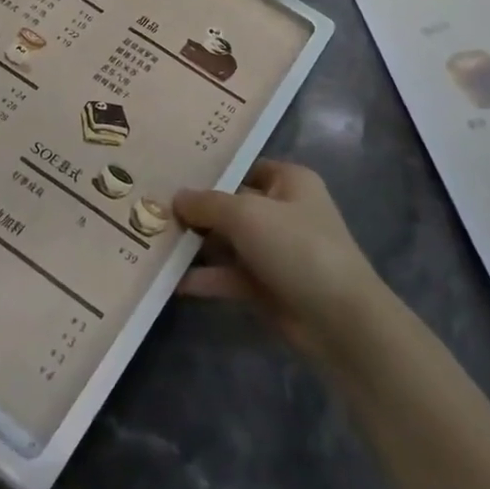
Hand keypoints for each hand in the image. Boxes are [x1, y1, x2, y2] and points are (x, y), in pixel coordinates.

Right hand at [173, 160, 391, 364]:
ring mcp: (276, 251)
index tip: (172, 172)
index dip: (211, 171)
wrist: (339, 320)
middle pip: (231, 206)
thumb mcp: (247, 215)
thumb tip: (177, 197)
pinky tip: (171, 281)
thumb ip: (208, 204)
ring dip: (196, 245)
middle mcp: (283, 212)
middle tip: (150, 209)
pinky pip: (230, 276)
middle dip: (195, 211)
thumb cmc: (297, 248)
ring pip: (228, 242)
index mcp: (289, 182)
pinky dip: (206, 278)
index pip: (244, 168)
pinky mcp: (268, 287)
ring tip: (152, 243)